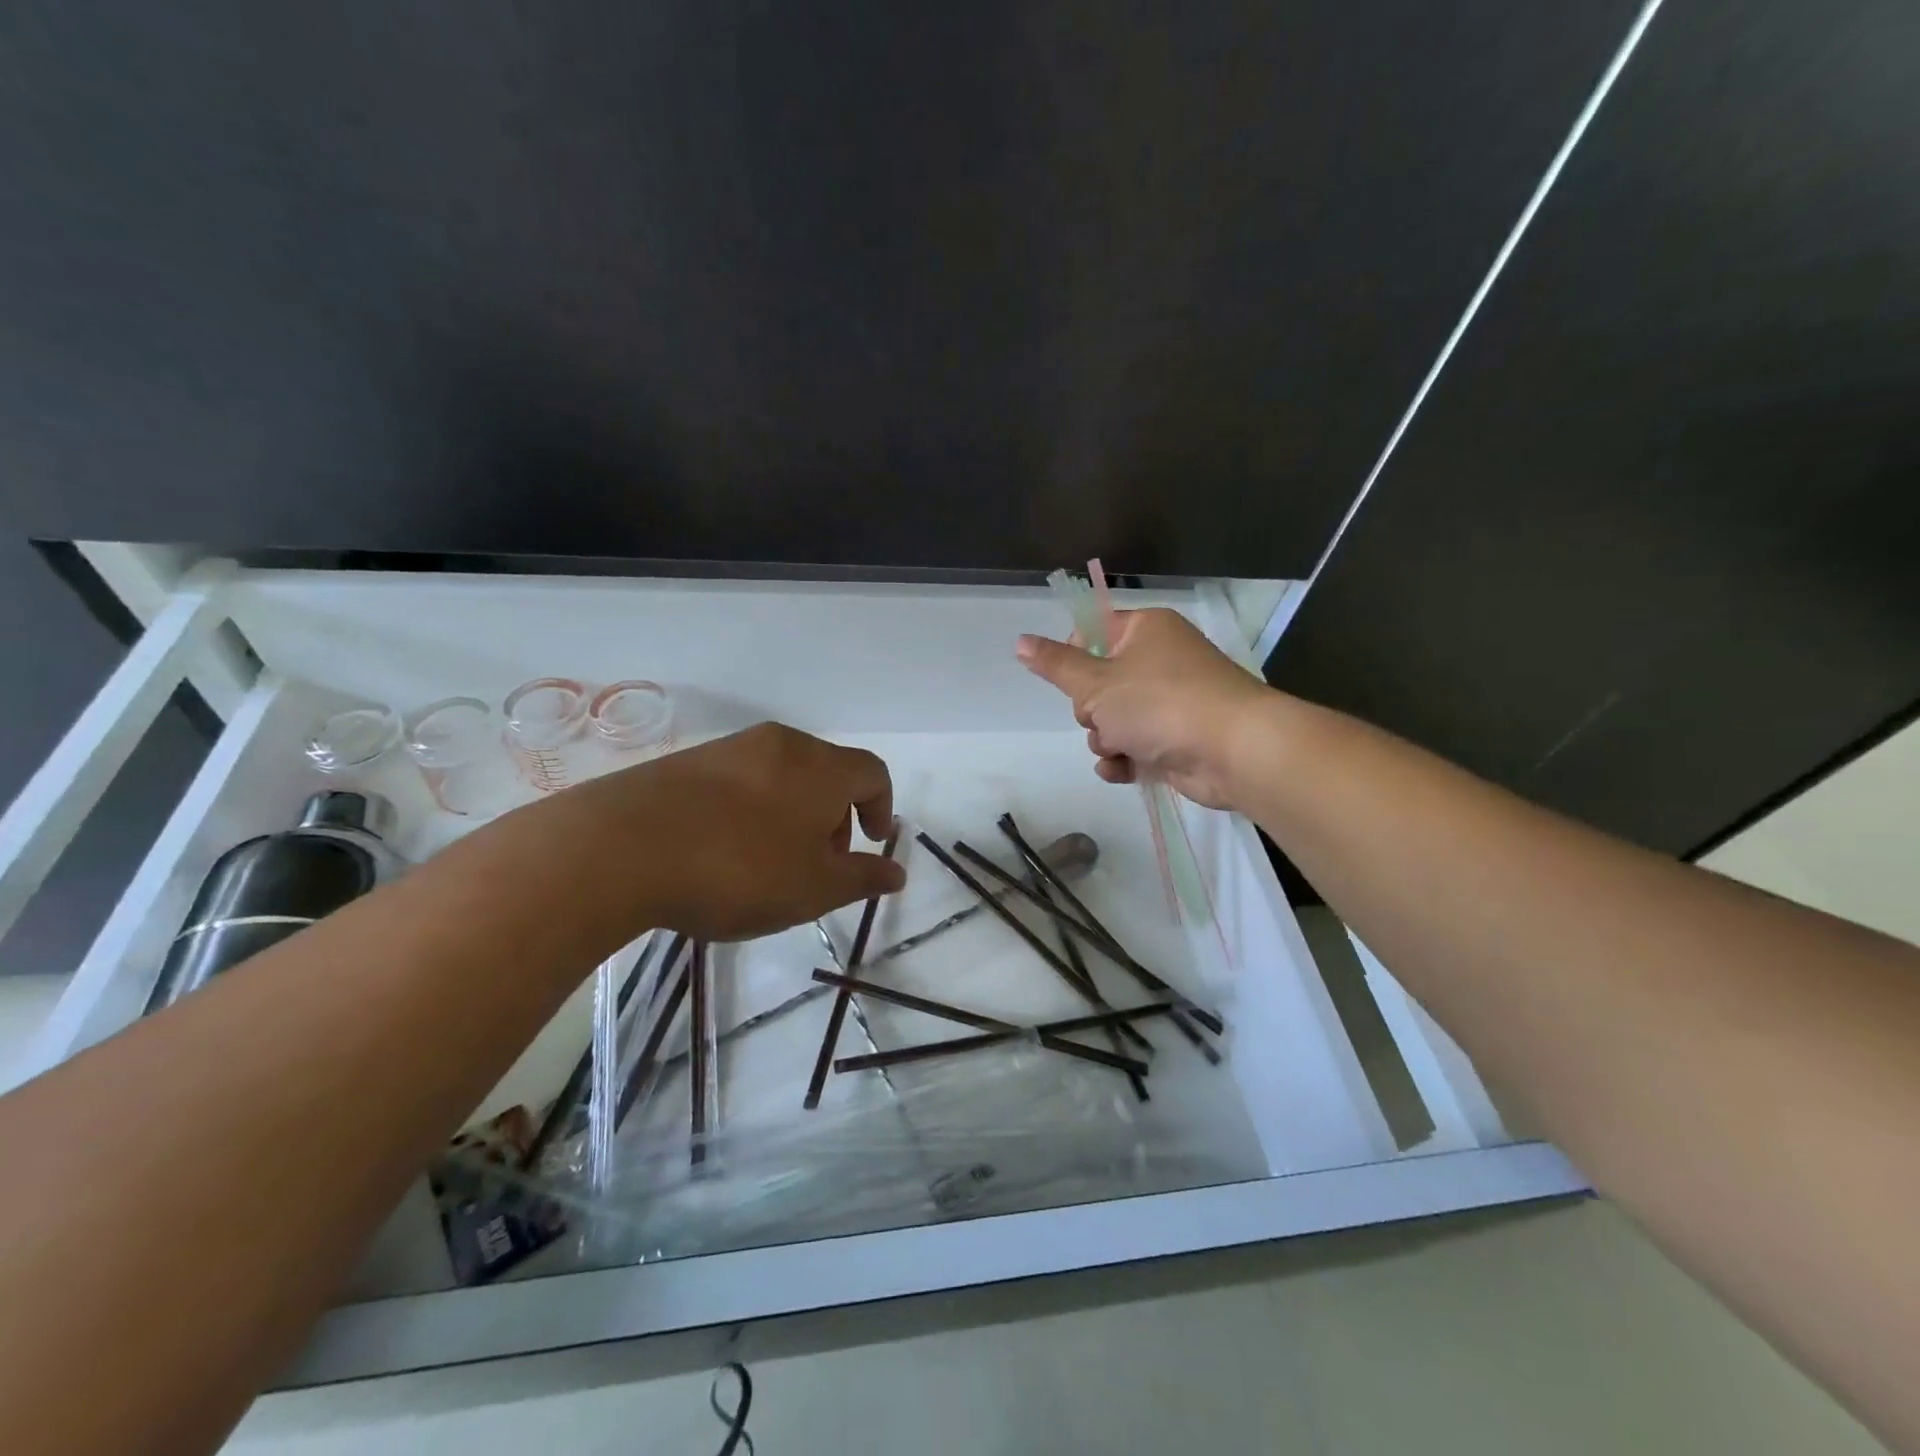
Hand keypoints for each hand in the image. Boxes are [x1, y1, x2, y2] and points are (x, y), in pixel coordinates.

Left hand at [515, 722, 904, 942]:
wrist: (621, 847)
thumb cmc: (739, 869)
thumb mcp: (814, 888)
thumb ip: (862, 878)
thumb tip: (897, 872)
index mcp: (821, 767)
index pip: (873, 772)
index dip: (881, 807)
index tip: (870, 844)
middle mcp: (781, 745)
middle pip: (827, 771)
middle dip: (836, 815)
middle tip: (819, 862)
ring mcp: (730, 748)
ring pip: (782, 775)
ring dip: (792, 813)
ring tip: (769, 862)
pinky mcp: (687, 762)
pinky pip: (739, 780)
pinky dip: (751, 809)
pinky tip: (723, 851)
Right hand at [1017, 608, 1269, 808]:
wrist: (1234, 751)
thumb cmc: (1161, 704)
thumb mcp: (1097, 683)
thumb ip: (1057, 665)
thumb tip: (1020, 641)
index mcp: (1145, 630)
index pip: (1095, 632)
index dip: (1075, 658)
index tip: (1072, 680)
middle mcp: (1161, 660)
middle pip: (1100, 683)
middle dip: (1092, 711)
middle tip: (1103, 718)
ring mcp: (1173, 701)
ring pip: (1115, 719)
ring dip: (1107, 739)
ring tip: (1121, 748)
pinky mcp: (1179, 738)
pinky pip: (1136, 745)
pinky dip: (1126, 759)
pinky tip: (1121, 770)